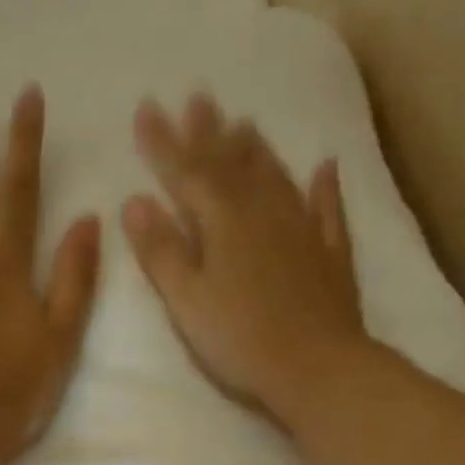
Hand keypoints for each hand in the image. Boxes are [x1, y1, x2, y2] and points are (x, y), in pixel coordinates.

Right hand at [123, 94, 371, 427]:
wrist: (317, 367)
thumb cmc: (240, 339)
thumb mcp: (187, 300)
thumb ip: (161, 251)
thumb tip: (134, 201)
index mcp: (224, 221)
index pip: (186, 172)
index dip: (163, 142)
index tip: (146, 107)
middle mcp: (265, 212)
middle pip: (232, 164)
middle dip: (209, 132)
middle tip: (196, 96)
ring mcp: (303, 230)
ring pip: (276, 177)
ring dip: (256, 149)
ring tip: (244, 123)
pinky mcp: (330, 255)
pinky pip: (327, 209)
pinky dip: (325, 187)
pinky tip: (324, 167)